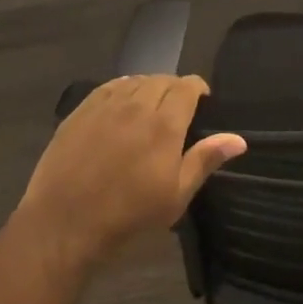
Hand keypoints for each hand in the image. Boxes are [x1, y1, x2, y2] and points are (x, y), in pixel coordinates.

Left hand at [14, 75, 245, 270]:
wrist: (64, 224)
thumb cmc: (128, 215)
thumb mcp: (175, 196)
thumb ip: (205, 160)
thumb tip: (238, 139)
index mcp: (164, 124)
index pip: (187, 86)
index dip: (198, 89)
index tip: (202, 103)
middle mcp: (136, 104)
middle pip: (162, 79)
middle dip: (175, 89)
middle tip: (177, 111)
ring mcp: (105, 105)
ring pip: (136, 80)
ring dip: (149, 87)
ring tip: (150, 107)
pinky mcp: (80, 111)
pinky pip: (109, 87)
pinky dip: (123, 89)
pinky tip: (122, 104)